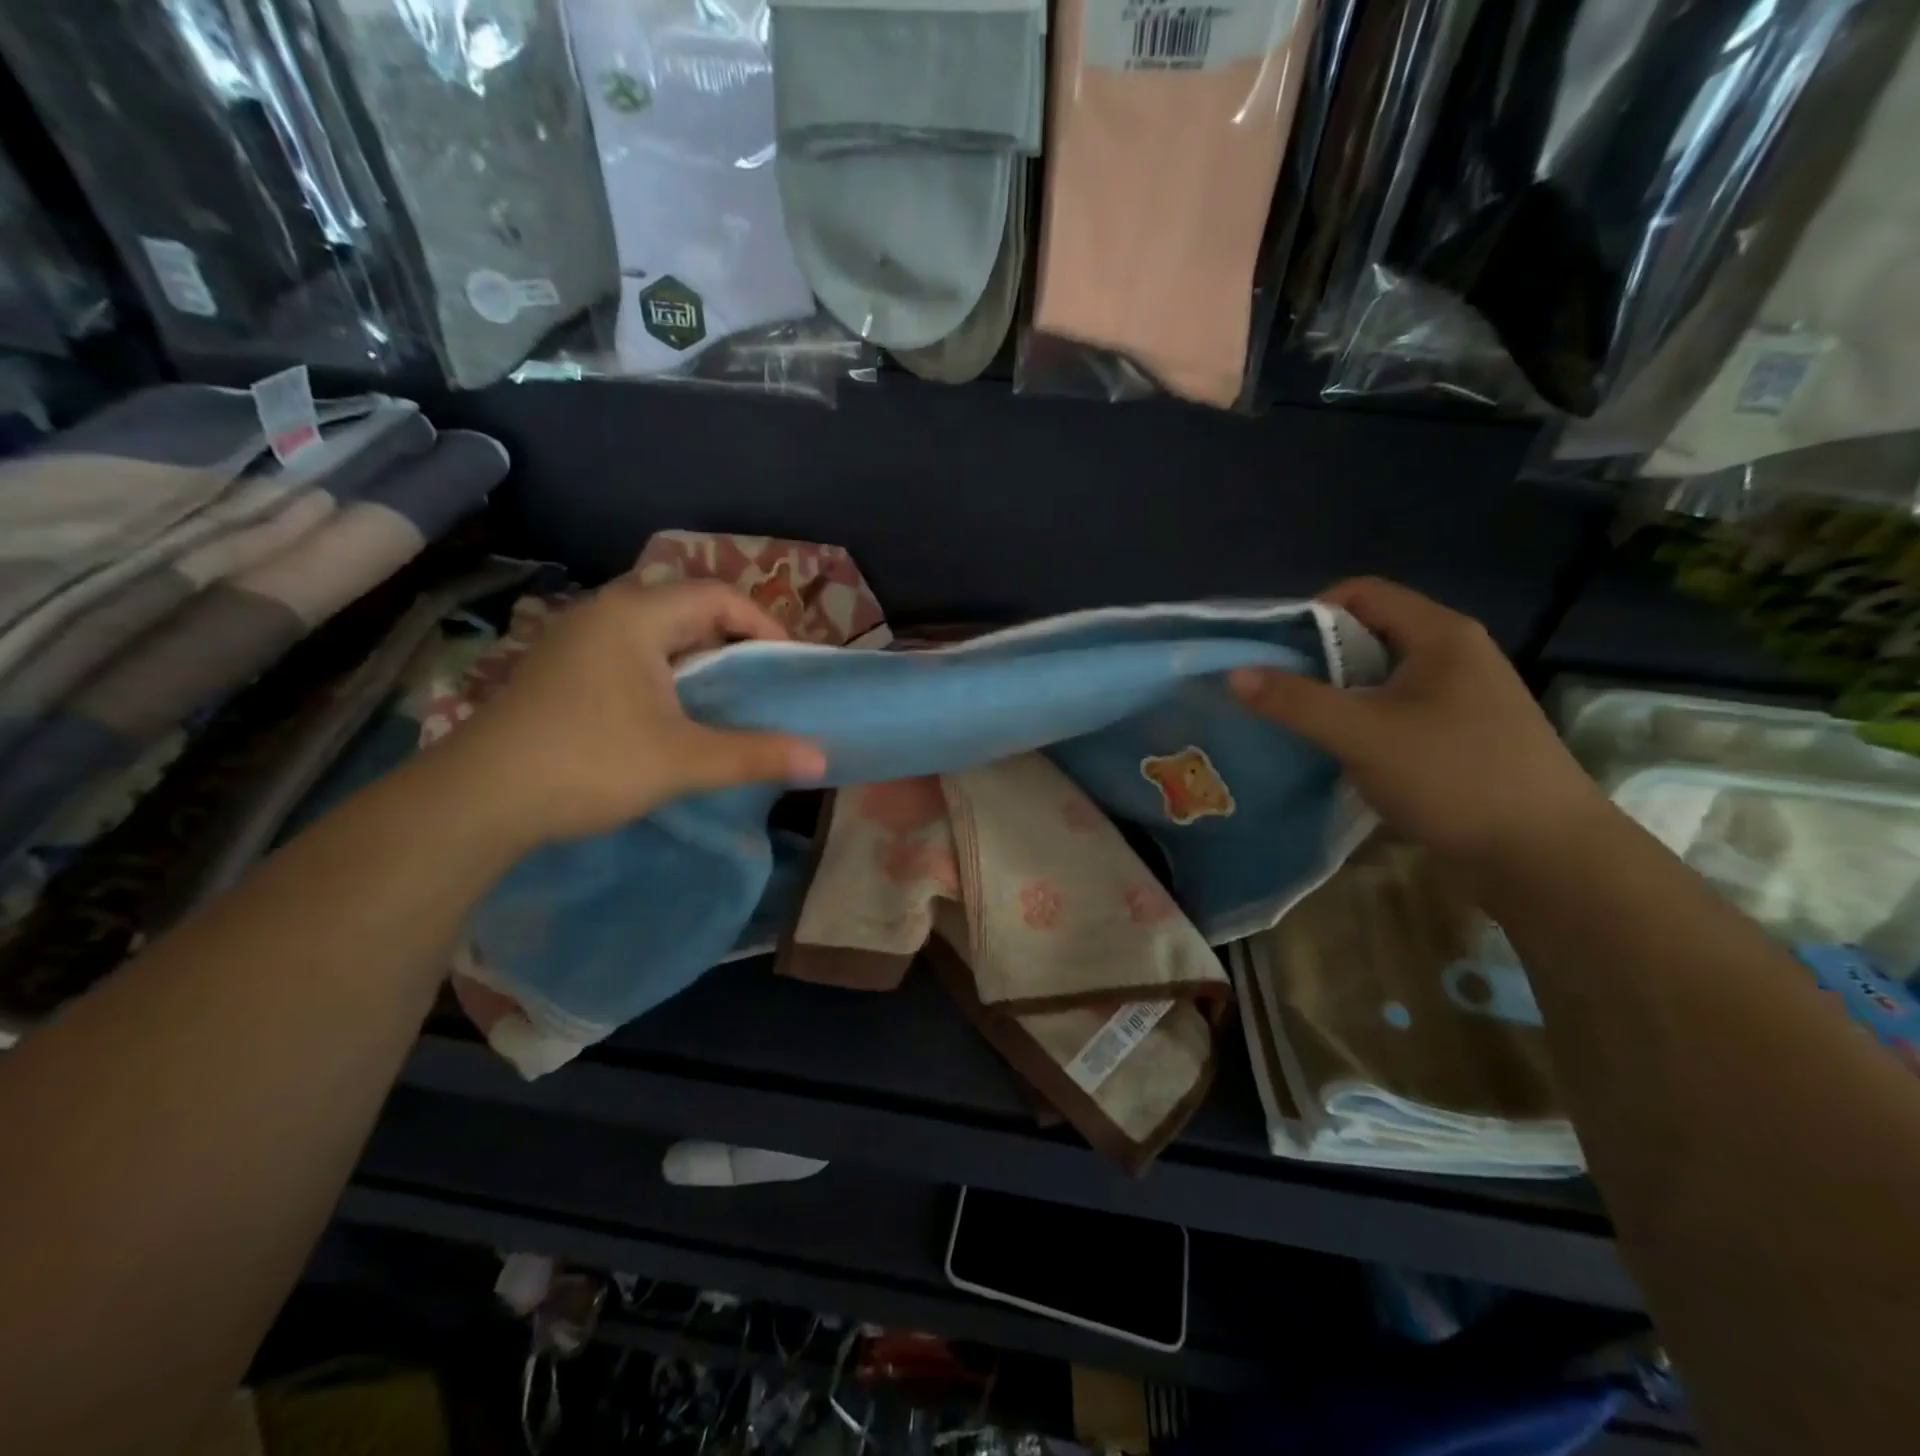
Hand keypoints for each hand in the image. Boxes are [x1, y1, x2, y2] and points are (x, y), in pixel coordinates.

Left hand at [433, 578, 825, 847]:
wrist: (477, 800)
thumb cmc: (588, 763)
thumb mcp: (683, 760)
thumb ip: (755, 755)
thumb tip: (821, 760)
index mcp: (635, 616)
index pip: (718, 596)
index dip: (763, 625)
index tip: (787, 665)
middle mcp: (604, 613)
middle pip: (686, 608)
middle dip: (732, 641)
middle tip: (762, 682)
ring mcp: (575, 640)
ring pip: (655, 633)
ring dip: (697, 659)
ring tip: (726, 698)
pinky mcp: (559, 670)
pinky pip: (629, 654)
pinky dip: (664, 673)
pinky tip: (671, 714)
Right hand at [1230, 578, 1608, 871]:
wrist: (1544, 855)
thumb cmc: (1454, 776)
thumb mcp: (1363, 734)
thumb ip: (1295, 702)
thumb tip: (1232, 673)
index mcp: (1439, 634)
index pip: (1359, 593)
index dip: (1307, 613)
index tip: (1269, 653)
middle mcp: (1452, 654)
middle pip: (1366, 633)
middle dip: (1314, 658)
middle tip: (1271, 691)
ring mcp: (1459, 696)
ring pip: (1378, 677)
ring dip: (1334, 694)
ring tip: (1294, 723)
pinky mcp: (1457, 734)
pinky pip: (1393, 710)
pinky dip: (1358, 721)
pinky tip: (1335, 751)